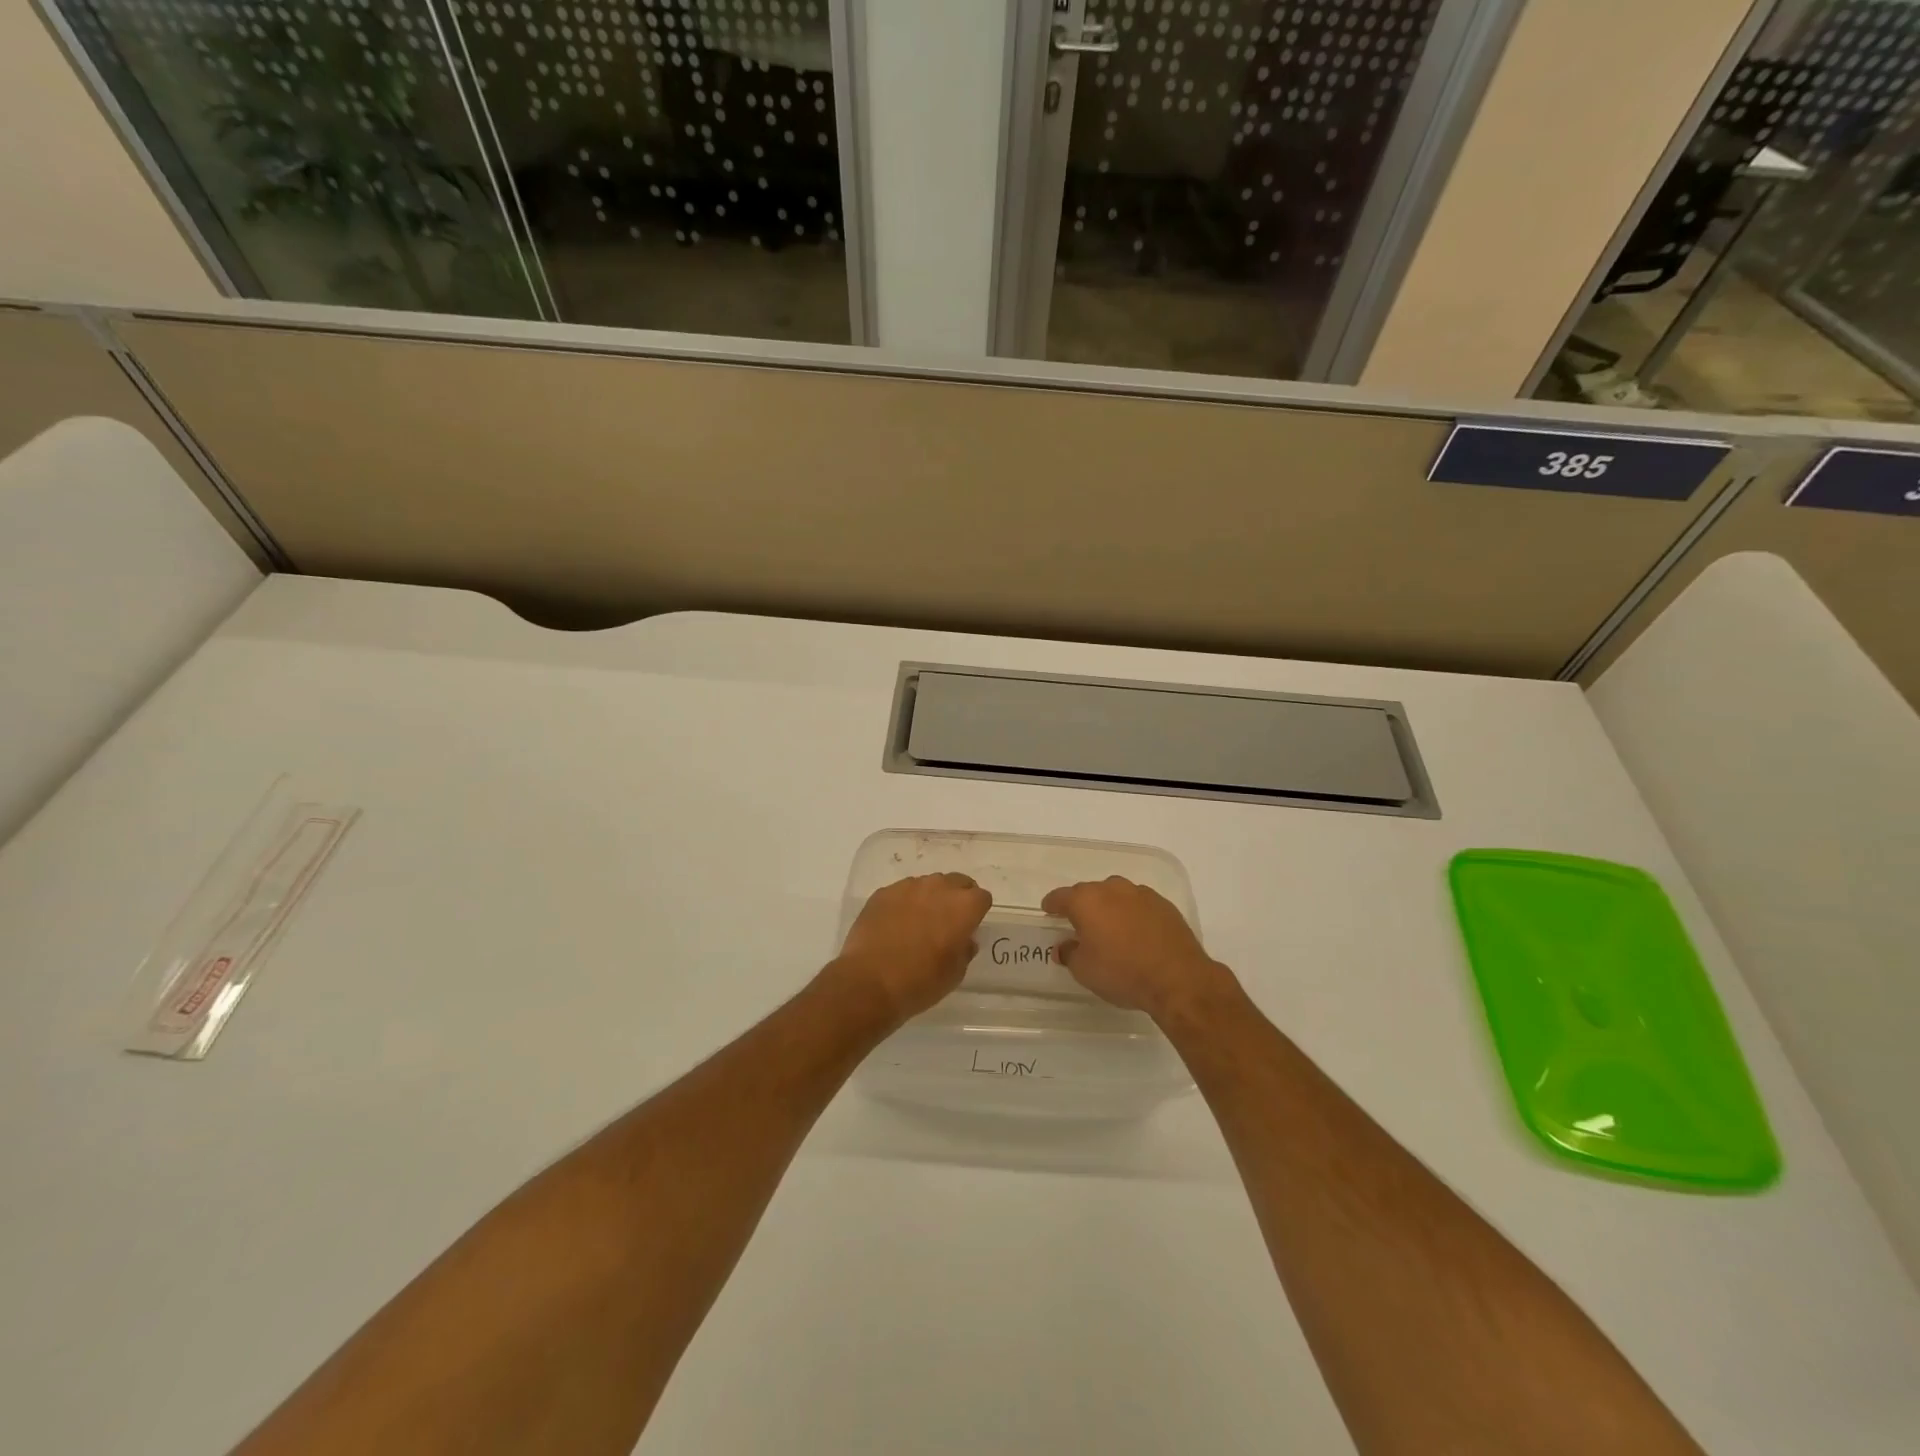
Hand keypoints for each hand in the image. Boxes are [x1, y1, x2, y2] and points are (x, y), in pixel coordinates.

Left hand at [830, 873, 990, 1027]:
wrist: (869, 982)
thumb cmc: (920, 982)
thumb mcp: (955, 974)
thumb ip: (965, 949)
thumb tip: (964, 939)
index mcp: (963, 907)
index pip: (982, 897)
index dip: (977, 912)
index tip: (969, 927)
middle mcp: (938, 888)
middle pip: (957, 882)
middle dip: (957, 898)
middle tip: (948, 921)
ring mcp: (908, 887)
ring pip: (928, 884)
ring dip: (930, 898)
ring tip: (919, 922)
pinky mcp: (883, 892)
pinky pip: (902, 891)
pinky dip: (904, 903)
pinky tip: (895, 924)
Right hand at [1042, 876, 1234, 1021]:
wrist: (1178, 978)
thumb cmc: (1122, 972)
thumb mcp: (1084, 970)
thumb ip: (1069, 953)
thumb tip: (1064, 946)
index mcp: (1086, 901)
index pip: (1061, 896)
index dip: (1052, 904)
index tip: (1048, 910)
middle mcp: (1112, 889)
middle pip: (1089, 892)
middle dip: (1082, 906)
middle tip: (1080, 925)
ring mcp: (1141, 894)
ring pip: (1116, 895)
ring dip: (1110, 908)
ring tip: (1111, 929)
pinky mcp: (1164, 905)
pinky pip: (1139, 904)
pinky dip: (1132, 914)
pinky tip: (1136, 933)